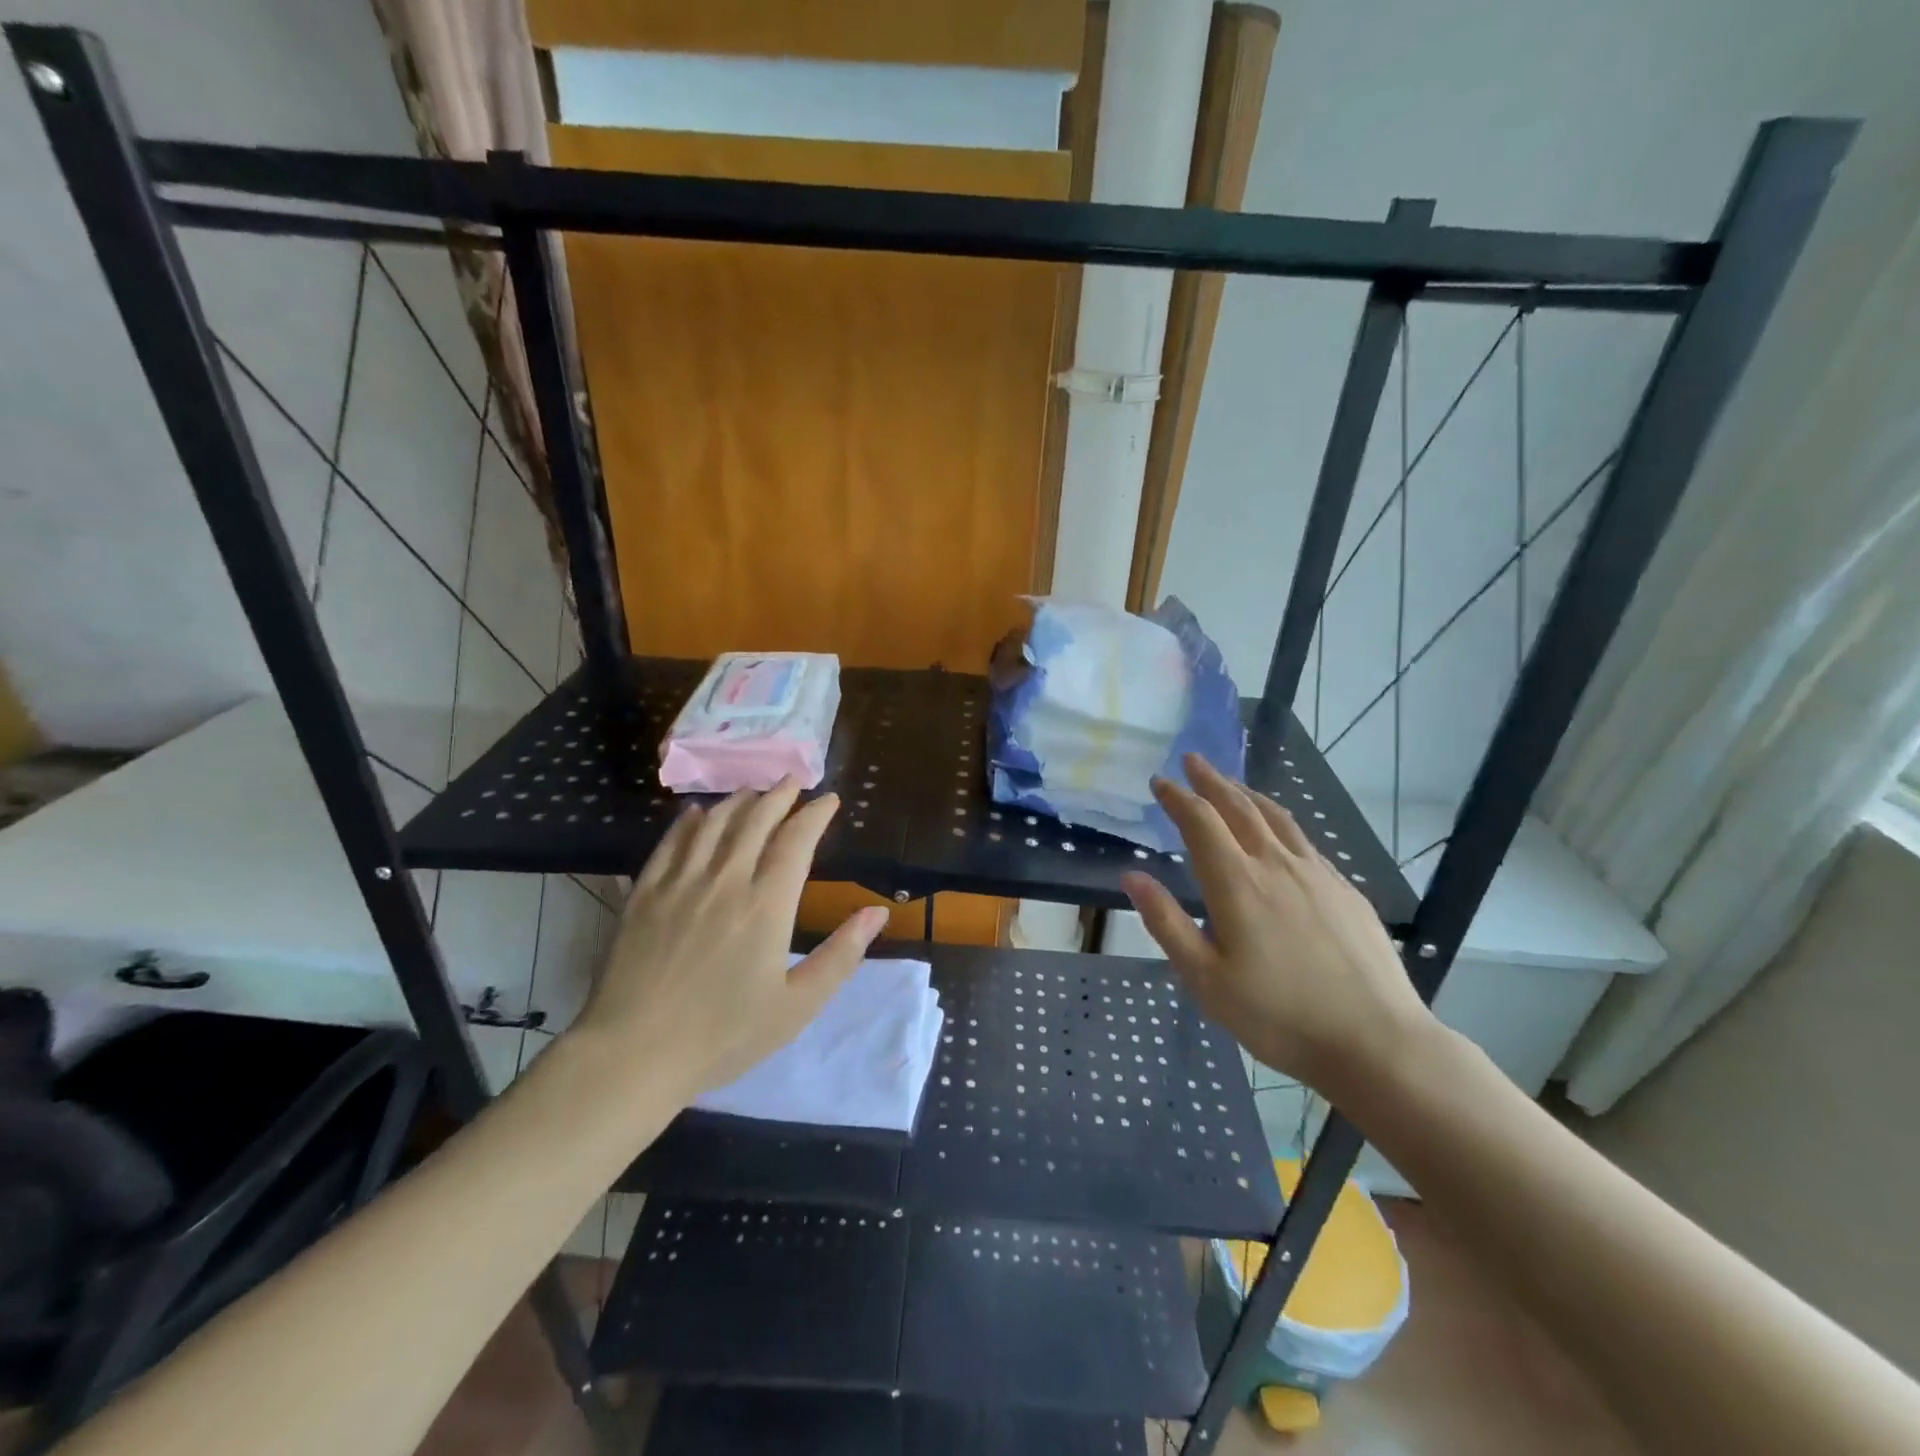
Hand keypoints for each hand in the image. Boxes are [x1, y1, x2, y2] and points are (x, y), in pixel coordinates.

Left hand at [569, 778, 888, 1103]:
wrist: (633, 1054)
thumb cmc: (724, 1034)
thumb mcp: (797, 1006)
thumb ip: (841, 955)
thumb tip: (877, 912)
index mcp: (766, 904)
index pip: (796, 840)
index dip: (815, 814)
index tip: (829, 800)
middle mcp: (725, 879)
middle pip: (755, 820)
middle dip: (779, 795)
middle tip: (794, 781)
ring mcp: (680, 882)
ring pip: (714, 823)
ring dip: (739, 801)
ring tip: (754, 792)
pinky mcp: (644, 893)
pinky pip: (671, 842)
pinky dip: (689, 821)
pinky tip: (697, 814)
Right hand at [1120, 754, 1435, 1095]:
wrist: (1377, 1042)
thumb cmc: (1279, 1016)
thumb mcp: (1206, 979)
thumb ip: (1166, 923)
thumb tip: (1131, 876)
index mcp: (1237, 883)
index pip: (1200, 822)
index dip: (1177, 797)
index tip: (1159, 781)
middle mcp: (1276, 865)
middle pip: (1239, 807)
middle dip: (1211, 781)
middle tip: (1192, 760)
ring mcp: (1317, 874)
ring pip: (1276, 818)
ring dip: (1247, 793)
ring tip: (1230, 783)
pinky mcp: (1345, 890)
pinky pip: (1304, 841)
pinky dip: (1279, 822)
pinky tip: (1278, 834)